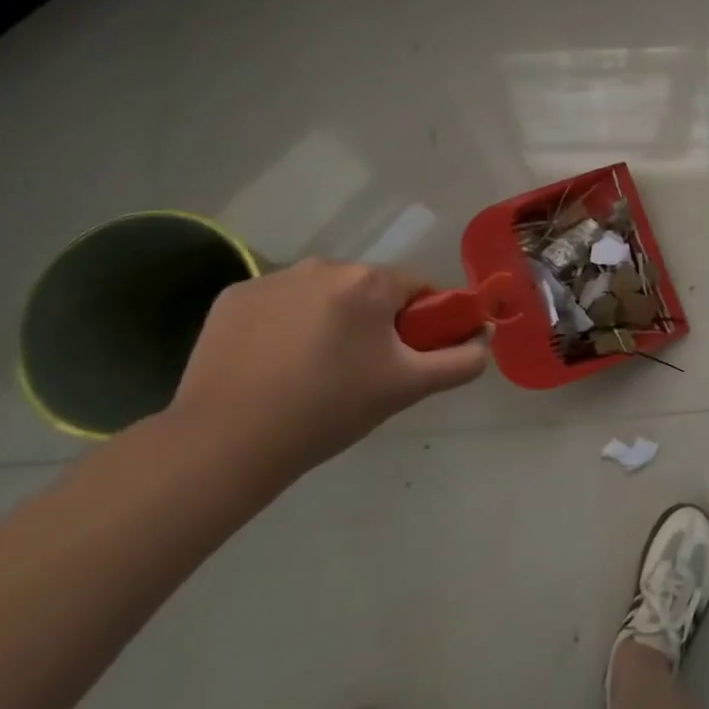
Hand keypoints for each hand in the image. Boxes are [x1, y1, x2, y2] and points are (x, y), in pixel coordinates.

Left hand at [168, 259, 487, 478]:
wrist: (225, 443)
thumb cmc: (328, 410)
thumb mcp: (407, 388)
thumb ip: (460, 361)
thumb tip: (483, 341)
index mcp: (369, 281)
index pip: (417, 289)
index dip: (421, 322)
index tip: (405, 359)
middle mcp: (323, 265)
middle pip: (368, 290)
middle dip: (373, 322)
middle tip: (360, 373)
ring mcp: (273, 279)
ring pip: (323, 295)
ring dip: (329, 321)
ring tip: (312, 373)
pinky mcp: (233, 297)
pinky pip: (278, 304)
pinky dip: (284, 325)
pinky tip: (273, 365)